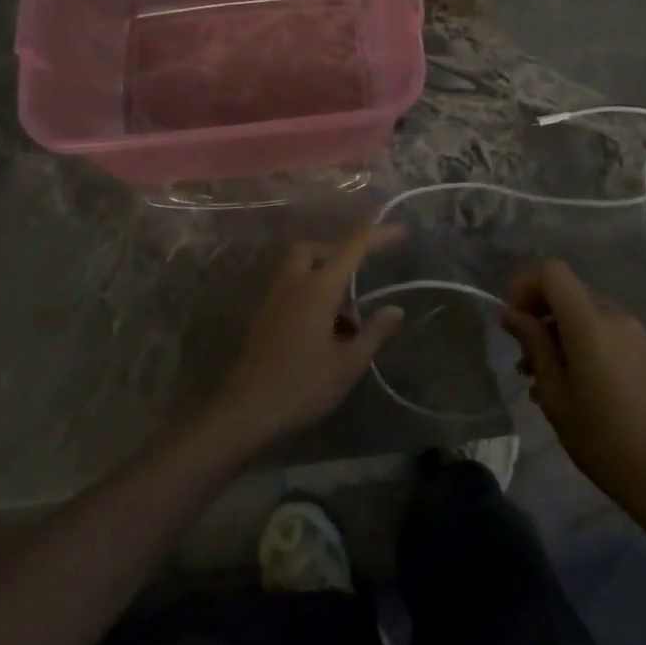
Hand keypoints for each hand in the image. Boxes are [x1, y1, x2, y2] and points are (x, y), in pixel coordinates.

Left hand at [212, 224, 406, 451]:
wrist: (245, 412)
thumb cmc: (302, 385)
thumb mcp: (348, 364)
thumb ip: (374, 333)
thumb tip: (396, 310)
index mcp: (318, 288)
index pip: (352, 247)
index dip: (378, 235)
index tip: (401, 232)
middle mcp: (294, 284)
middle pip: (313, 249)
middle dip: (338, 255)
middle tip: (358, 283)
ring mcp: (274, 300)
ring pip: (300, 269)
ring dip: (324, 279)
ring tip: (345, 321)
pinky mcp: (264, 318)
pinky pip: (291, 290)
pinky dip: (311, 296)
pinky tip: (324, 334)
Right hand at [501, 259, 645, 507]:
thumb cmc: (603, 440)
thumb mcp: (556, 396)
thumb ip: (534, 346)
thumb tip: (512, 314)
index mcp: (590, 323)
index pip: (552, 271)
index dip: (526, 284)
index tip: (513, 319)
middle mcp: (614, 316)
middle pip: (567, 291)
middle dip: (539, 313)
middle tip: (523, 358)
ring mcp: (634, 332)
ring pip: (584, 312)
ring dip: (558, 331)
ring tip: (542, 378)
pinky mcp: (645, 350)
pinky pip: (604, 330)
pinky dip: (580, 342)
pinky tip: (572, 383)